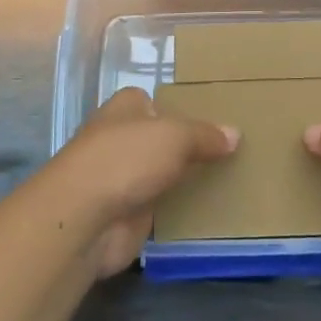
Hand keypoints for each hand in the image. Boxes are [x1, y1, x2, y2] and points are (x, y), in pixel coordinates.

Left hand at [51, 87, 238, 277]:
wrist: (84, 219)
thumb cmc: (126, 158)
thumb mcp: (175, 136)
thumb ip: (205, 135)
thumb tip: (235, 134)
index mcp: (125, 107)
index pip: (154, 101)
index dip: (180, 108)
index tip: (213, 120)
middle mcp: (120, 138)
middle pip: (160, 139)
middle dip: (186, 146)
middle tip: (230, 151)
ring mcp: (121, 178)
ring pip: (160, 173)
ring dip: (183, 179)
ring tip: (229, 178)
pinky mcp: (125, 213)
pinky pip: (160, 206)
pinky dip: (178, 209)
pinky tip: (209, 210)